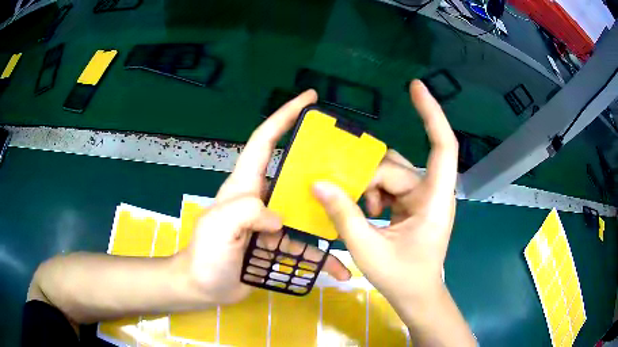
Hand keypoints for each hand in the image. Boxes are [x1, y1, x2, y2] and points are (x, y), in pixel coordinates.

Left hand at [178, 90, 350, 305]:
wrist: (204, 287)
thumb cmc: (205, 255)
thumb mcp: (218, 226)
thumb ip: (246, 211)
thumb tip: (280, 218)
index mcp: (246, 186)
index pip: (266, 140)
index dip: (285, 116)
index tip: (309, 99)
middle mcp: (263, 198)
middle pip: (297, 173)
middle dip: (322, 164)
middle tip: (351, 164)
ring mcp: (274, 223)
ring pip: (309, 211)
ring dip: (330, 217)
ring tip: (357, 218)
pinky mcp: (281, 245)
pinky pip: (307, 247)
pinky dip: (323, 258)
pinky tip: (340, 269)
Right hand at [312, 80, 457, 308]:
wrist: (417, 296)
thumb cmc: (401, 278)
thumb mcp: (368, 249)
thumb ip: (344, 214)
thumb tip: (318, 183)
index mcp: (434, 199)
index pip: (442, 146)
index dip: (431, 113)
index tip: (415, 86)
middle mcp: (431, 192)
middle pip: (397, 166)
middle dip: (369, 178)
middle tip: (346, 198)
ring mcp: (422, 197)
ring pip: (390, 174)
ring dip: (369, 187)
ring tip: (361, 211)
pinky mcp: (413, 204)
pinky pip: (389, 186)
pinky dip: (373, 194)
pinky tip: (367, 212)